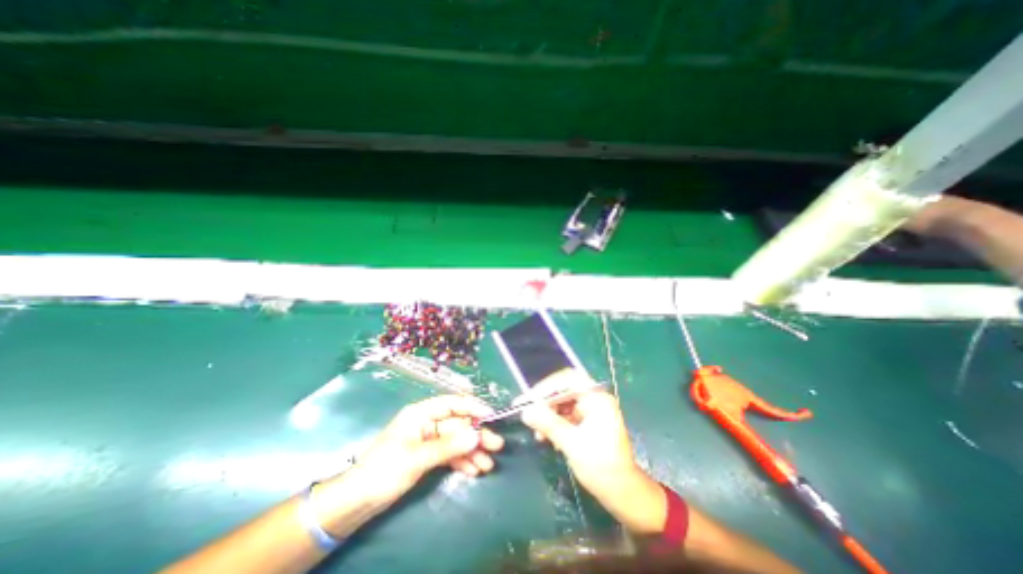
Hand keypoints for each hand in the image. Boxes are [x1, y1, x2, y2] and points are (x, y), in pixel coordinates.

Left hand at [336, 398, 501, 507]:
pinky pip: (449, 454)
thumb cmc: (385, 470)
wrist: (356, 502)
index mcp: (421, 413)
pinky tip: (474, 470)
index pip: (452, 403)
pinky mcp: (427, 456)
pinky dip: (461, 461)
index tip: (491, 415)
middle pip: (457, 424)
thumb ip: (449, 446)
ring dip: (472, 452)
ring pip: (456, 441)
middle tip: (496, 445)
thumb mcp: (418, 457)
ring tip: (488, 465)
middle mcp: (427, 423)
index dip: (472, 407)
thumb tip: (477, 436)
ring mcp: (428, 440)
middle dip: (476, 435)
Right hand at [523, 386, 641, 502]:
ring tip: (538, 434)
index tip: (529, 400)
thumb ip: (548, 424)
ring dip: (548, 416)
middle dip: (545, 404)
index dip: (546, 387)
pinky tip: (547, 438)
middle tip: (528, 415)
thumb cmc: (602, 467)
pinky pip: (566, 415)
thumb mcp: (572, 444)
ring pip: (562, 404)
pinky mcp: (588, 422)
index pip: (568, 380)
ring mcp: (591, 410)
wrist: (623, 494)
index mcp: (597, 398)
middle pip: (563, 391)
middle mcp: (595, 399)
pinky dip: (555, 424)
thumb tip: (525, 411)